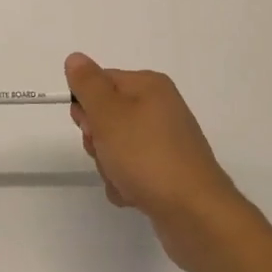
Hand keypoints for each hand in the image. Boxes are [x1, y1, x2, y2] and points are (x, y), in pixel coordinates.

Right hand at [66, 53, 246, 268]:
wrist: (195, 214)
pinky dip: (125, 184)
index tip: (89, 126)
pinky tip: (134, 196)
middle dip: (98, 139)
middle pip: (106, 116)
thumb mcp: (109, 114)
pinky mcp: (167, 172)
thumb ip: (88, 84)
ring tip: (124, 179)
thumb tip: (76, 58)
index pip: (100, 82)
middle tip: (107, 152)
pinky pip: (131, 171)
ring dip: (109, 166)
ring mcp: (165, 142)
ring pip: (115, 147)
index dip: (86, 105)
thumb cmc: (147, 156)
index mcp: (149, 86)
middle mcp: (160, 108)